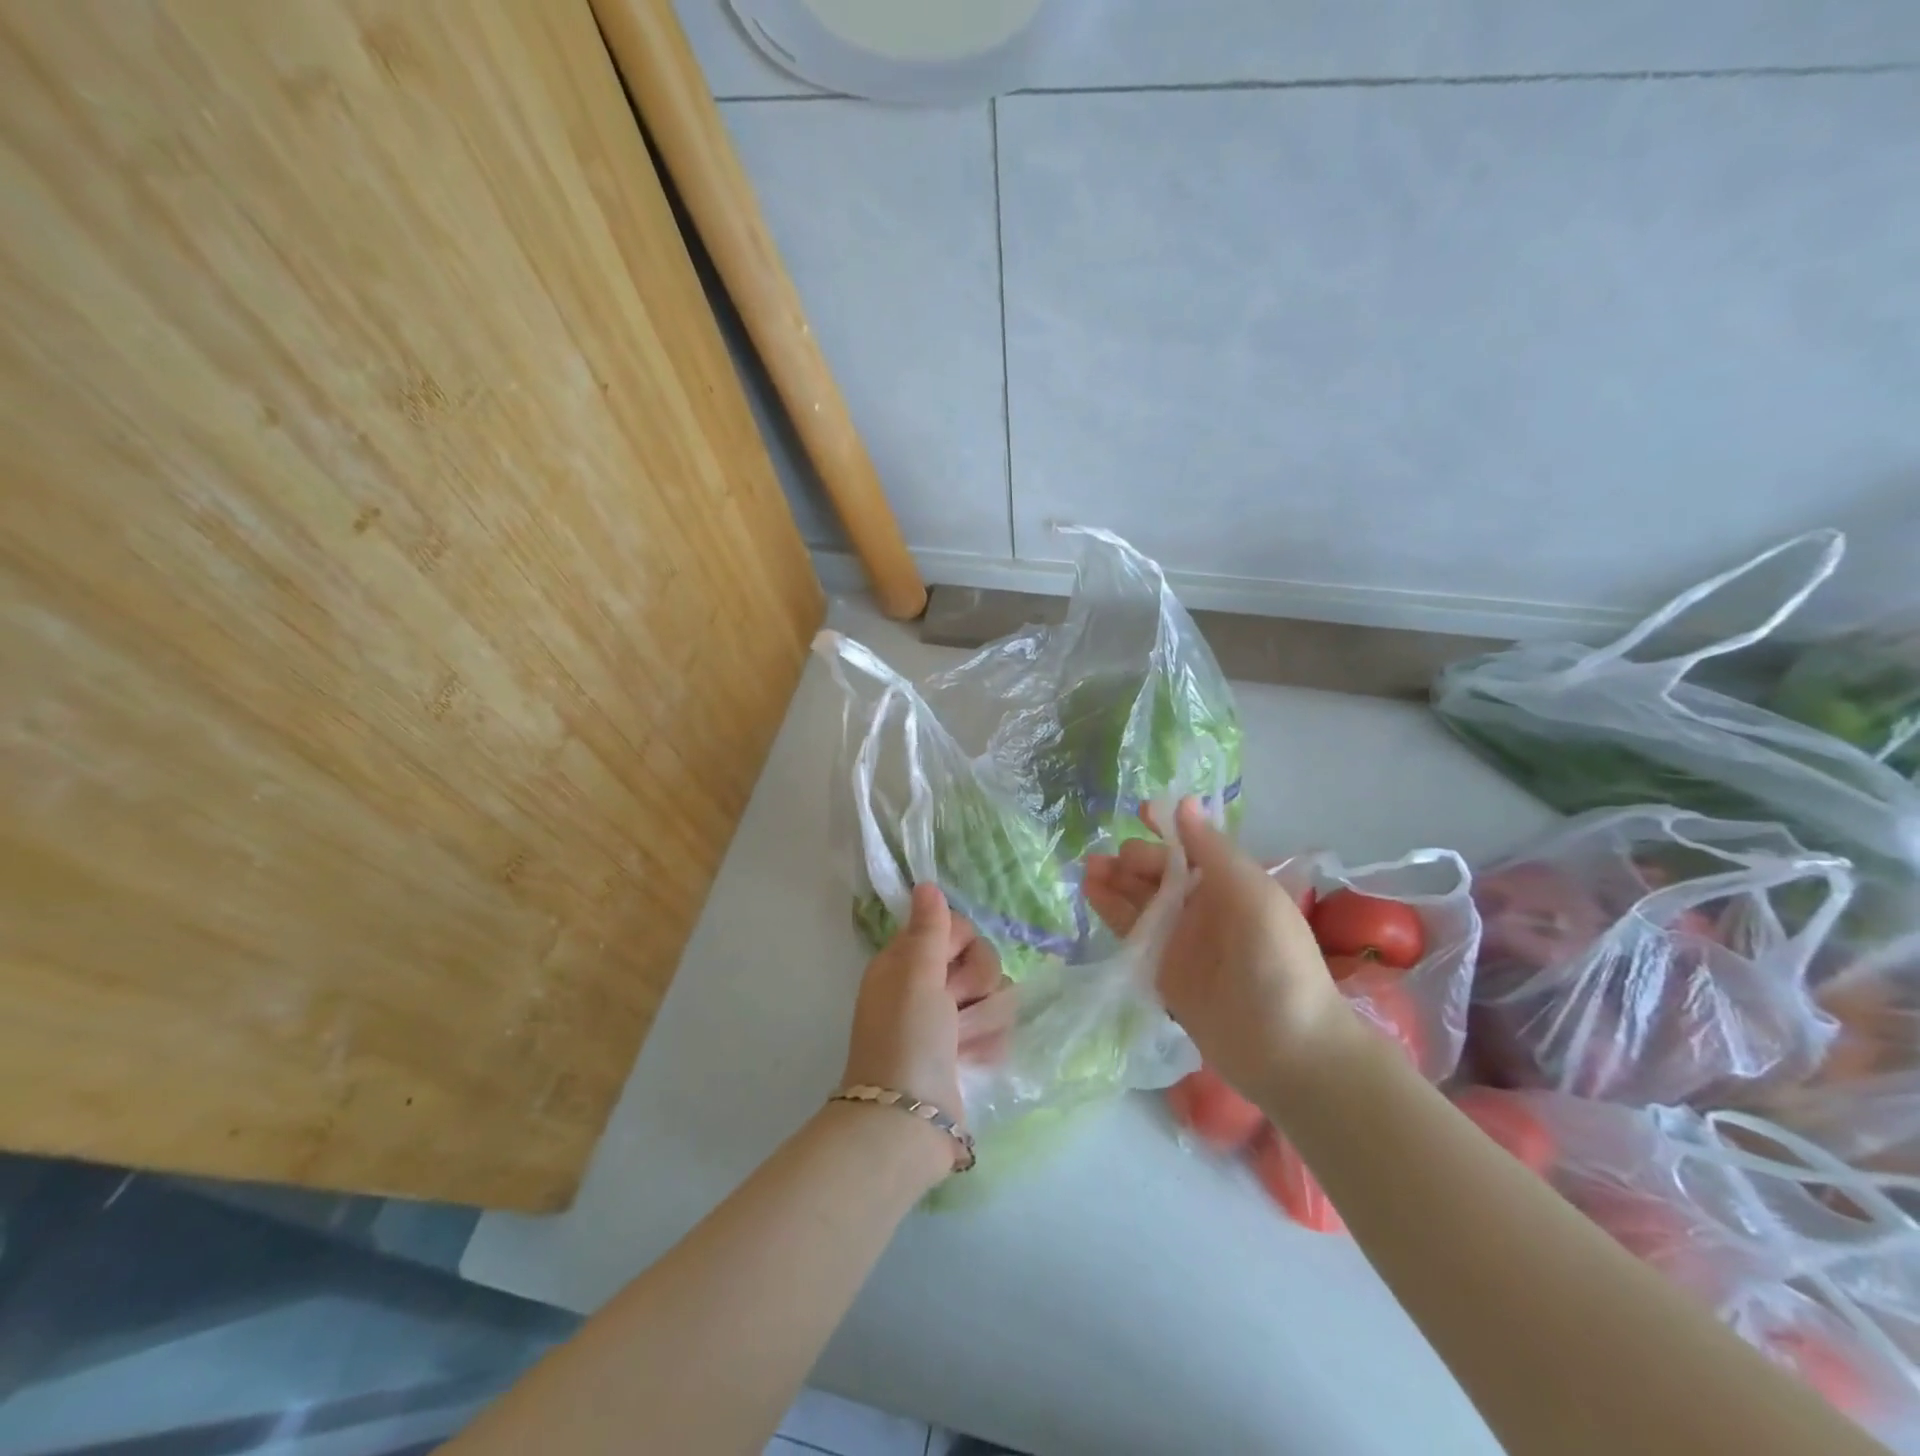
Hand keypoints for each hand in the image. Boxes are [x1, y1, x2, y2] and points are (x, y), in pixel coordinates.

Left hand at [841, 884, 1005, 1132]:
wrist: (907, 1121)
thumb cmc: (907, 1038)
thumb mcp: (915, 974)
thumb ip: (929, 928)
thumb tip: (926, 884)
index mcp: (906, 961)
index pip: (953, 927)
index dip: (961, 940)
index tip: (951, 961)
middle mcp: (927, 986)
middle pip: (980, 958)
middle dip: (976, 982)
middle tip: (955, 1005)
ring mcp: (949, 1021)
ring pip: (995, 993)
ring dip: (984, 1016)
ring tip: (964, 1042)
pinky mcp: (968, 1051)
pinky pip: (997, 1028)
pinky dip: (989, 1043)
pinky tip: (975, 1060)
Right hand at [1084, 800, 1353, 1100]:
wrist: (1287, 1050)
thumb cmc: (1277, 962)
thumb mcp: (1252, 895)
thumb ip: (1212, 850)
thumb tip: (1184, 801)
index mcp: (1229, 884)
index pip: (1190, 847)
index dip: (1166, 828)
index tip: (1140, 811)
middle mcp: (1202, 908)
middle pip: (1159, 873)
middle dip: (1134, 859)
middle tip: (1113, 860)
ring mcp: (1179, 940)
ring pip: (1139, 901)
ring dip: (1115, 881)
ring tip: (1089, 868)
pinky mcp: (1160, 970)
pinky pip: (1131, 934)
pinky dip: (1111, 911)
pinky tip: (1091, 893)